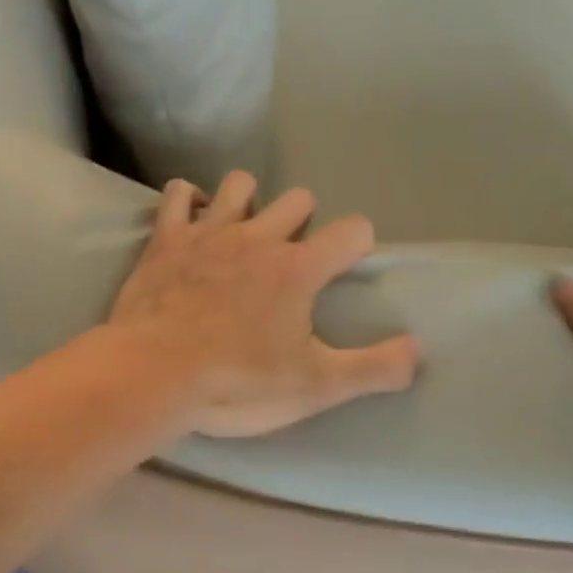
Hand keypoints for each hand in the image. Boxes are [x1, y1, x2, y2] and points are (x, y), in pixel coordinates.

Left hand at [107, 172, 420, 438]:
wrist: (153, 374)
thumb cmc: (236, 383)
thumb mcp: (315, 387)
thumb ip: (373, 368)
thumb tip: (419, 351)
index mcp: (298, 268)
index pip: (352, 230)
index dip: (357, 244)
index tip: (345, 268)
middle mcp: (258, 237)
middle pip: (299, 199)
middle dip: (303, 221)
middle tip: (290, 261)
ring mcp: (208, 232)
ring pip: (240, 184)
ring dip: (248, 202)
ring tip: (242, 234)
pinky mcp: (166, 238)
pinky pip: (177, 194)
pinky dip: (187, 201)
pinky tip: (190, 221)